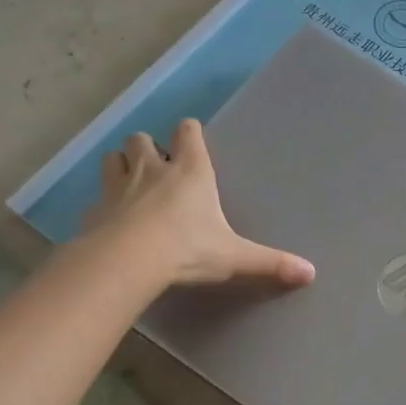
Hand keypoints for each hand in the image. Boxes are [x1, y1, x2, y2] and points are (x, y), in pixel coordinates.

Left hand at [85, 119, 315, 287]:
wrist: (128, 262)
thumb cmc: (188, 249)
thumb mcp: (235, 257)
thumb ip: (271, 263)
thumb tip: (311, 273)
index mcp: (191, 171)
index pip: (187, 131)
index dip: (189, 133)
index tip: (192, 140)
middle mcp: (152, 169)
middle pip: (141, 139)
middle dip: (148, 147)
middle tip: (158, 167)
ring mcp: (118, 187)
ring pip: (112, 159)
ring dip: (120, 166)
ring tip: (130, 184)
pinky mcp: (94, 211)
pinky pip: (97, 199)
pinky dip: (104, 205)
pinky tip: (111, 222)